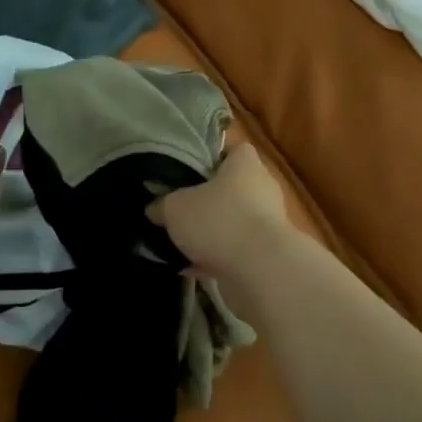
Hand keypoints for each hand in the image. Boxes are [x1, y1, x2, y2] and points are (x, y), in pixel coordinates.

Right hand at [147, 144, 292, 278]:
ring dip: (211, 233)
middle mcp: (262, 189)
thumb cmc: (218, 221)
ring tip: (180, 242)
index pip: (234, 150)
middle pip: (233, 188)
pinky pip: (235, 250)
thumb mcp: (175, 208)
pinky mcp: (267, 254)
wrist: (260, 270)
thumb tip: (154, 209)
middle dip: (208, 200)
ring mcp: (268, 223)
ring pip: (233, 222)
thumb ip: (162, 205)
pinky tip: (188, 268)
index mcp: (246, 165)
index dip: (213, 158)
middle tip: (180, 209)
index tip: (190, 171)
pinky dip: (215, 258)